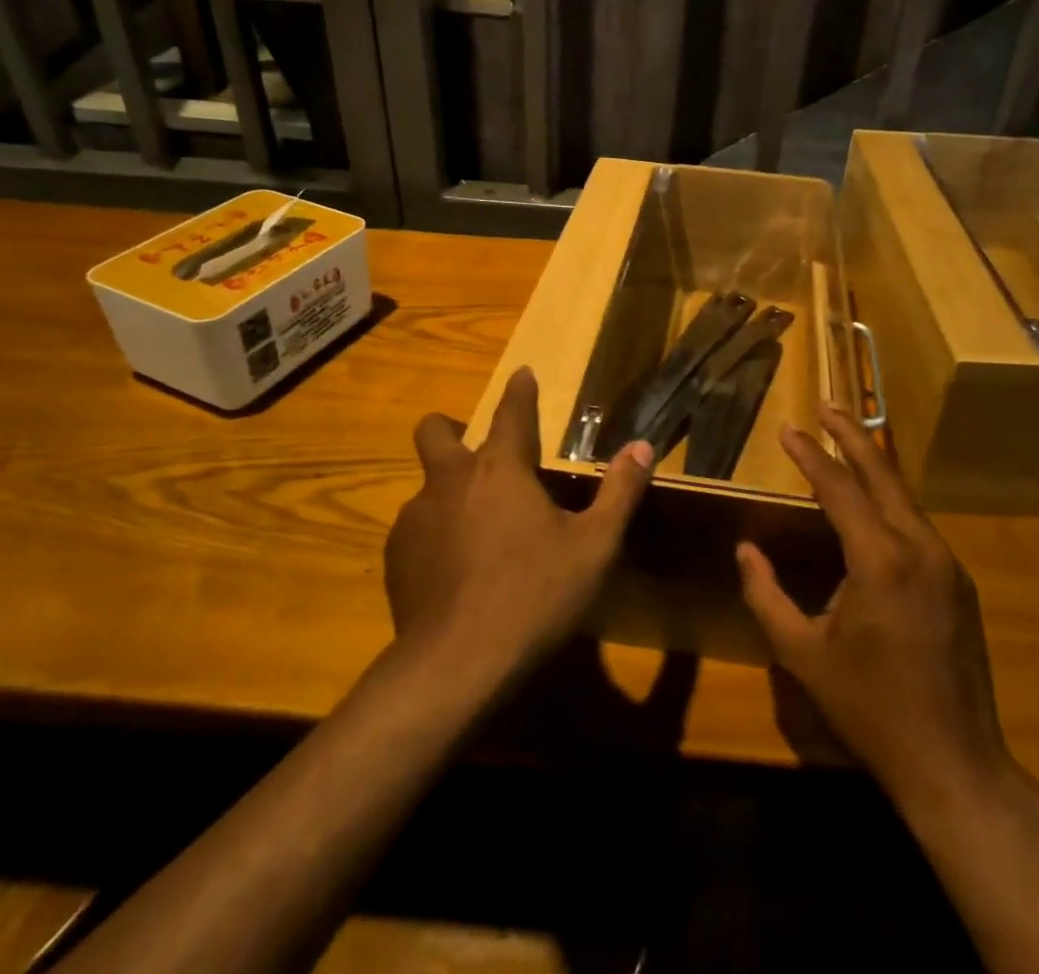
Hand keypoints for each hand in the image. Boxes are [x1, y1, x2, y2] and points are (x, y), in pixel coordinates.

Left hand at [387, 367, 652, 682]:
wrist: (456, 665)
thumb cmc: (534, 595)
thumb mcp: (594, 546)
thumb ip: (620, 491)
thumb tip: (643, 446)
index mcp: (501, 469)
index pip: (511, 411)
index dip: (520, 390)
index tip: (523, 374)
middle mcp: (451, 481)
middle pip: (435, 431)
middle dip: (452, 428)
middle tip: (478, 451)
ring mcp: (415, 518)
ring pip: (426, 485)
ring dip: (448, 491)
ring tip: (476, 527)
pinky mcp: (395, 556)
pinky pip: (415, 528)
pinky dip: (435, 534)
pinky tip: (454, 570)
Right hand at [737, 405, 1014, 808]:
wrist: (955, 764)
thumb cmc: (870, 708)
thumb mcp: (803, 655)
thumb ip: (765, 596)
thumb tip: (745, 550)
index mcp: (880, 560)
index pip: (838, 488)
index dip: (810, 455)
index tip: (787, 428)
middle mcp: (919, 548)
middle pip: (882, 474)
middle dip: (852, 436)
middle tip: (827, 406)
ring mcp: (946, 564)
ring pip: (905, 497)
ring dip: (874, 465)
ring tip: (846, 442)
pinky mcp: (958, 582)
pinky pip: (918, 525)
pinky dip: (890, 500)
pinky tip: (874, 504)